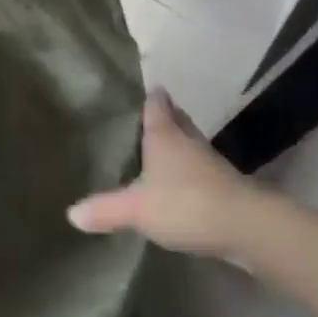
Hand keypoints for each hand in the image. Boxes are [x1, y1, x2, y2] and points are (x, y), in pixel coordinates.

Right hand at [68, 89, 278, 264]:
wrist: (246, 228)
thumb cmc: (185, 204)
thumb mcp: (135, 209)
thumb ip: (104, 209)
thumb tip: (71, 213)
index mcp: (165, 137)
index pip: (156, 107)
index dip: (151, 98)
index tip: (147, 89)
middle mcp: (189, 143)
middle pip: (178, 121)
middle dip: (167, 116)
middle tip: (153, 114)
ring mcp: (211, 165)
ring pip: (192, 145)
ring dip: (180, 144)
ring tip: (163, 148)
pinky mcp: (226, 188)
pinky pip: (201, 171)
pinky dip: (190, 171)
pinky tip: (181, 184)